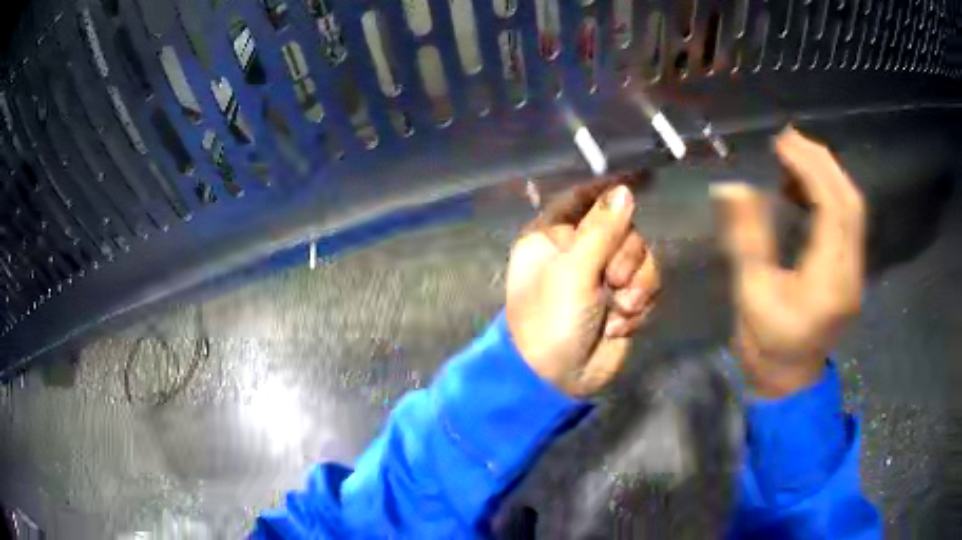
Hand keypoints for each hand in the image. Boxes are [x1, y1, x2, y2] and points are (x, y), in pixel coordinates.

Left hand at [506, 178, 660, 397]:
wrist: (557, 379)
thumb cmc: (551, 320)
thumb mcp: (573, 271)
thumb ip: (602, 229)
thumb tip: (624, 191)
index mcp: (555, 235)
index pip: (585, 198)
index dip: (611, 190)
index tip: (644, 179)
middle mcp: (579, 250)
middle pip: (624, 228)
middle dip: (626, 258)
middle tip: (612, 281)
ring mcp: (603, 276)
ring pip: (642, 258)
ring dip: (637, 286)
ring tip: (618, 311)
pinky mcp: (623, 300)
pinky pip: (648, 286)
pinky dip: (640, 307)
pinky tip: (620, 326)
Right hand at [711, 128, 865, 396]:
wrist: (789, 380)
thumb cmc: (766, 346)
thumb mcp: (750, 294)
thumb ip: (747, 238)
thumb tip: (731, 187)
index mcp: (827, 283)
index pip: (833, 210)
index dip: (811, 169)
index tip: (782, 143)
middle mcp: (851, 273)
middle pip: (851, 203)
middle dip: (823, 163)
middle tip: (789, 139)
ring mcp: (856, 272)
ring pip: (854, 209)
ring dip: (828, 175)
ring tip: (794, 156)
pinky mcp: (851, 270)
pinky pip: (848, 221)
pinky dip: (830, 194)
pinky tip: (805, 188)